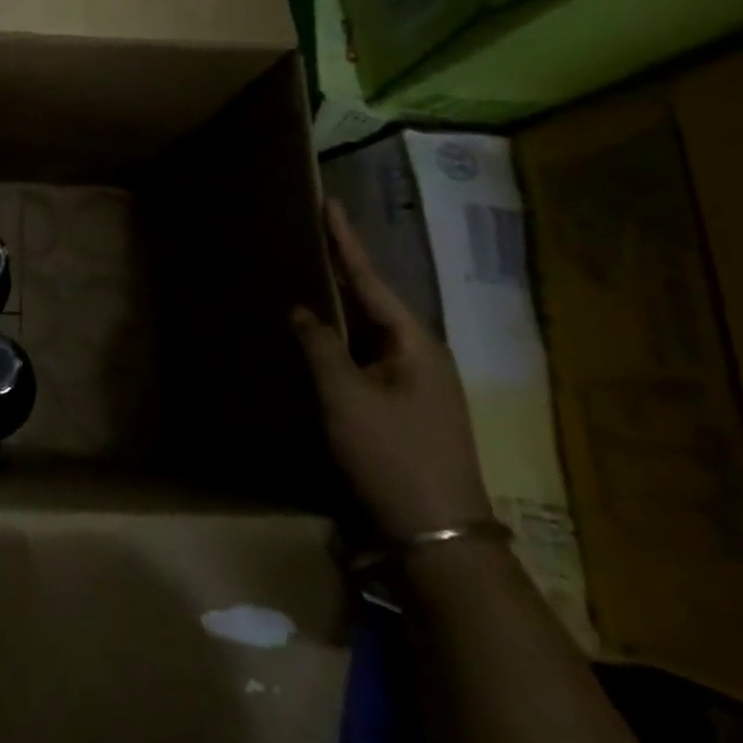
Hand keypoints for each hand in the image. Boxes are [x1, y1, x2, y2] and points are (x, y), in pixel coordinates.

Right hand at [292, 201, 492, 542]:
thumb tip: (302, 308)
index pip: (370, 278)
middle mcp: (422, 356)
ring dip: (341, 308)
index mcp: (414, 343)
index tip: (330, 203)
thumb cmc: (392, 456)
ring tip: (309, 278)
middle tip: (312, 237)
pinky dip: (342, 342)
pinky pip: (369, 359)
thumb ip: (320, 345)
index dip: (345, 241)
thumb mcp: (346, 396)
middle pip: (373, 301)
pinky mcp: (408, 409)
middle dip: (342, 270)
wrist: (440, 538)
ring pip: (370, 333)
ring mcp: (418, 385)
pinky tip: (321, 339)